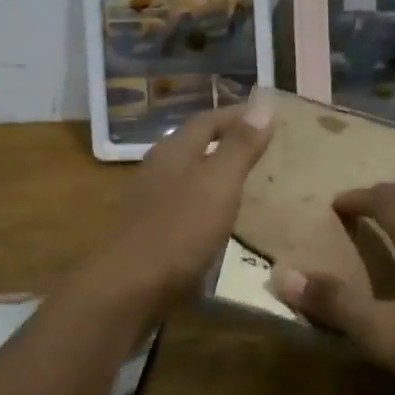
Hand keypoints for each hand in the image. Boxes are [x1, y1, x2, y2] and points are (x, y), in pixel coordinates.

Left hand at [85, 100, 274, 317]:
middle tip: (259, 146)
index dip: (237, 115)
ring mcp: (149, 201)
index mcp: (174, 150)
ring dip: (214, 172)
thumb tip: (263, 105)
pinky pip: (183, 204)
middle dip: (225, 141)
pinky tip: (218, 220)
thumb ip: (240, 146)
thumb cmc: (179, 230)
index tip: (267, 116)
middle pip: (194, 144)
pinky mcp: (148, 232)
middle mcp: (158, 168)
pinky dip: (205, 202)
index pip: (207, 119)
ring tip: (245, 181)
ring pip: (187, 175)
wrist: (127, 289)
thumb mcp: (219, 183)